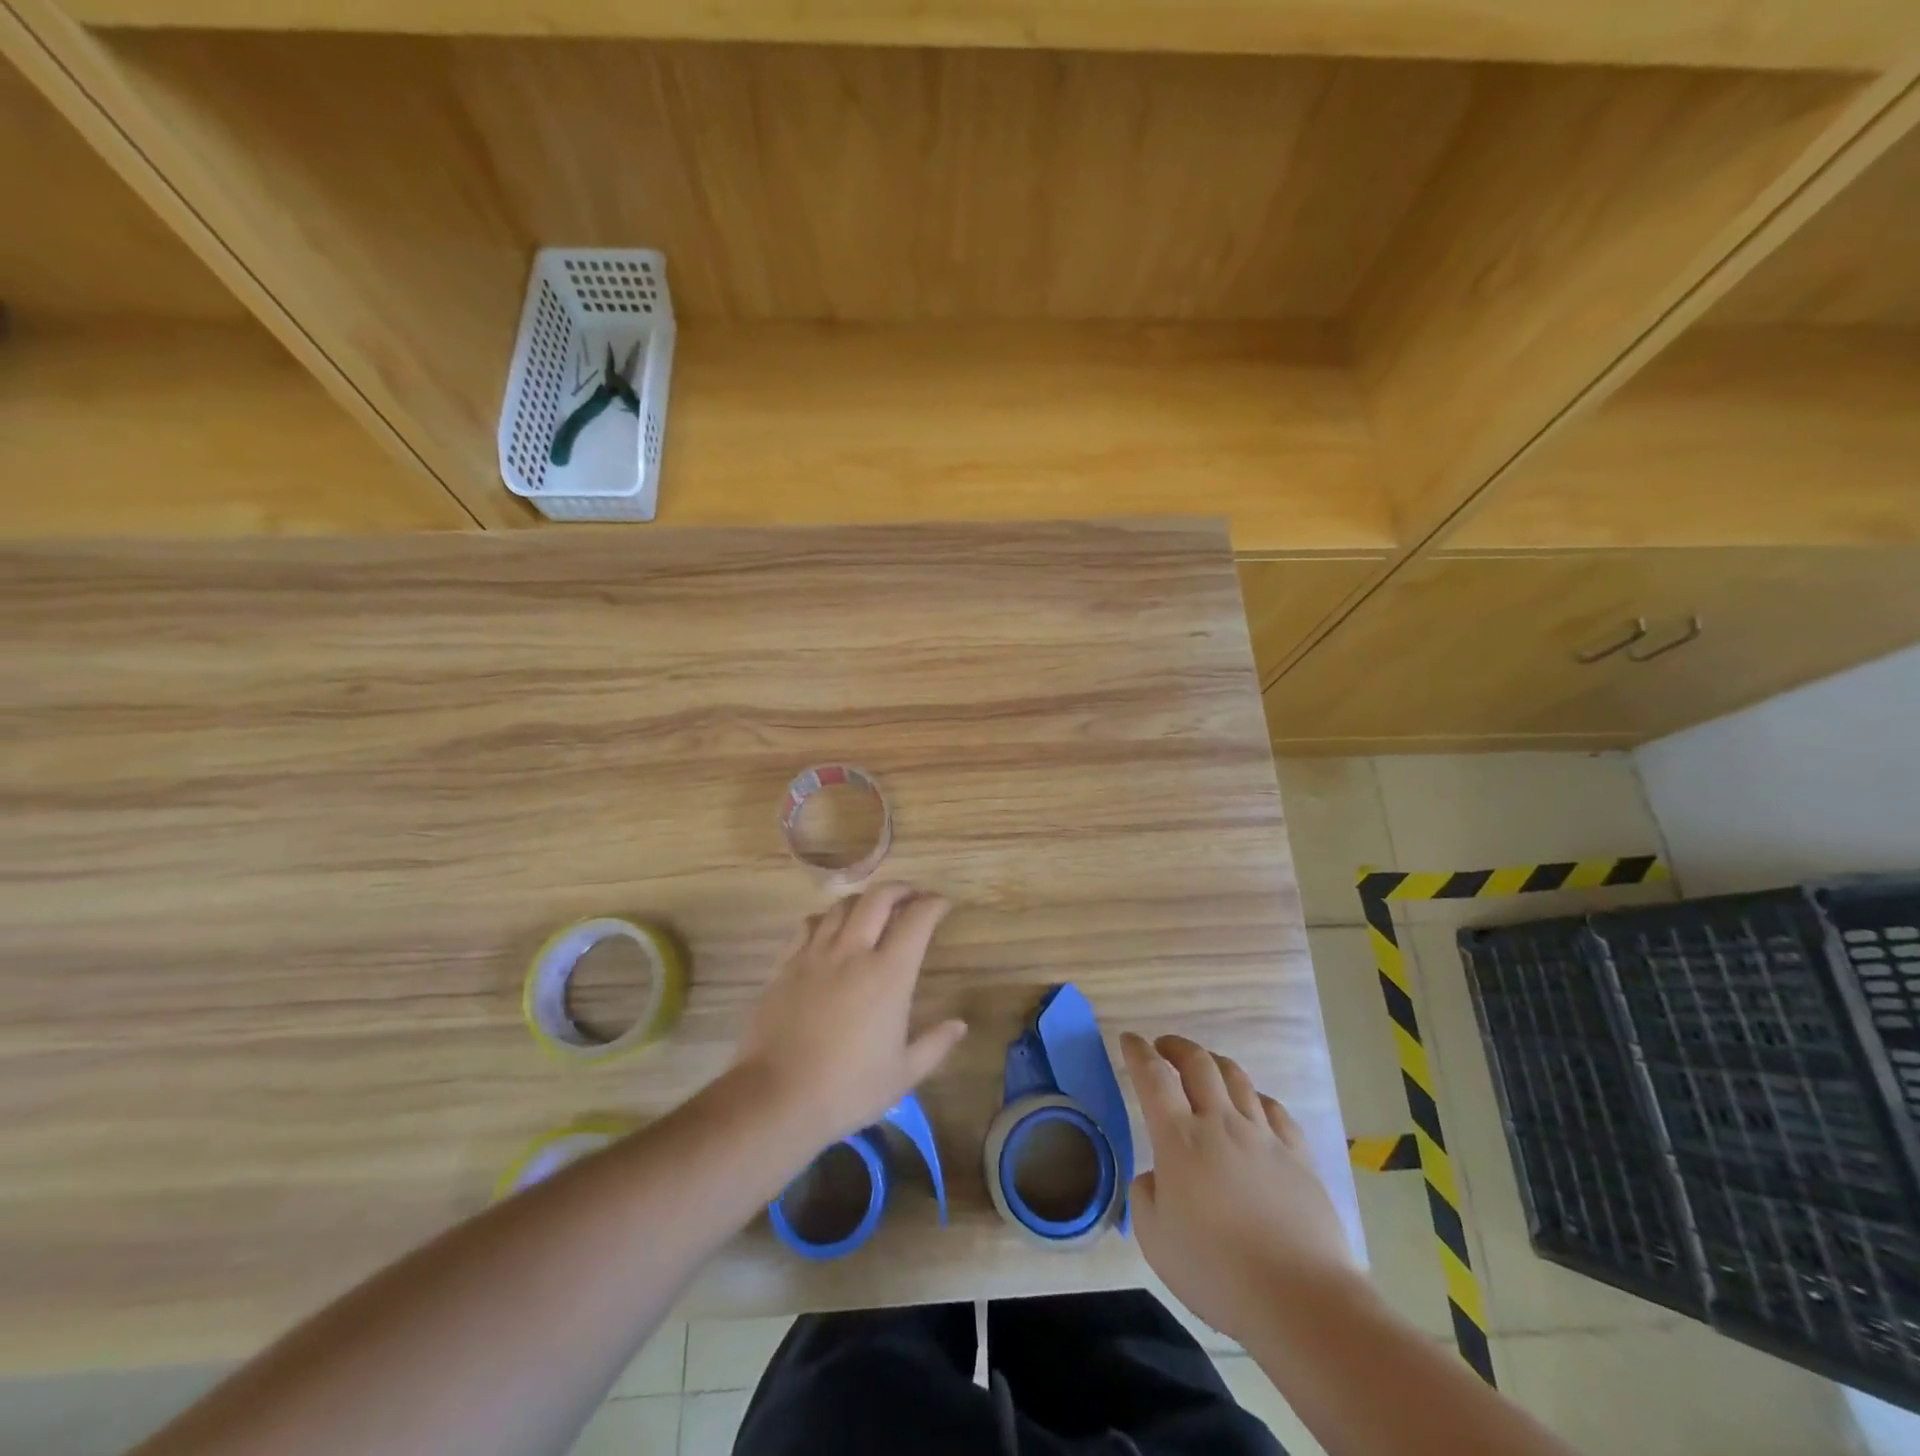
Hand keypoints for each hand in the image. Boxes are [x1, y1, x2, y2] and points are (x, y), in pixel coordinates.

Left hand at [735, 883, 967, 1145]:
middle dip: (901, 888)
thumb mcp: (903, 1075)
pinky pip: (809, 925)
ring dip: (864, 900)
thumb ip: (935, 1044)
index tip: (942, 904)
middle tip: (913, 896)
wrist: (776, 1098)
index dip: (933, 904)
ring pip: (842, 905)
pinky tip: (830, 930)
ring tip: (873, 910)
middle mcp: (853, 952)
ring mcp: (815, 955)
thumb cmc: (848, 1090)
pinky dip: (827, 918)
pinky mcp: (785, 965)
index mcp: (888, 974)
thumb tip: (960, 1024)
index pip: (916, 919)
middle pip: (878, 897)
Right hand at [1122, 1032, 1357, 1342]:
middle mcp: (1220, 1123)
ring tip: (1205, 1066)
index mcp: (1180, 1139)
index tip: (1129, 1039)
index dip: (1138, 1052)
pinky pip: (1275, 1109)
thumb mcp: (1155, 1241)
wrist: (1300, 1299)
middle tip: (1163, 1047)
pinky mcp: (1298, 1155)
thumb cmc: (1216, 1272)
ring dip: (1214, 1062)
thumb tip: (1155, 1178)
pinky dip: (1256, 1096)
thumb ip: (1145, 1198)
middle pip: (1198, 1063)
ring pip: (1237, 1078)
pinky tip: (1253, 1104)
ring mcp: (1263, 1136)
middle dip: (1176, 1046)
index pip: (1153, 1078)